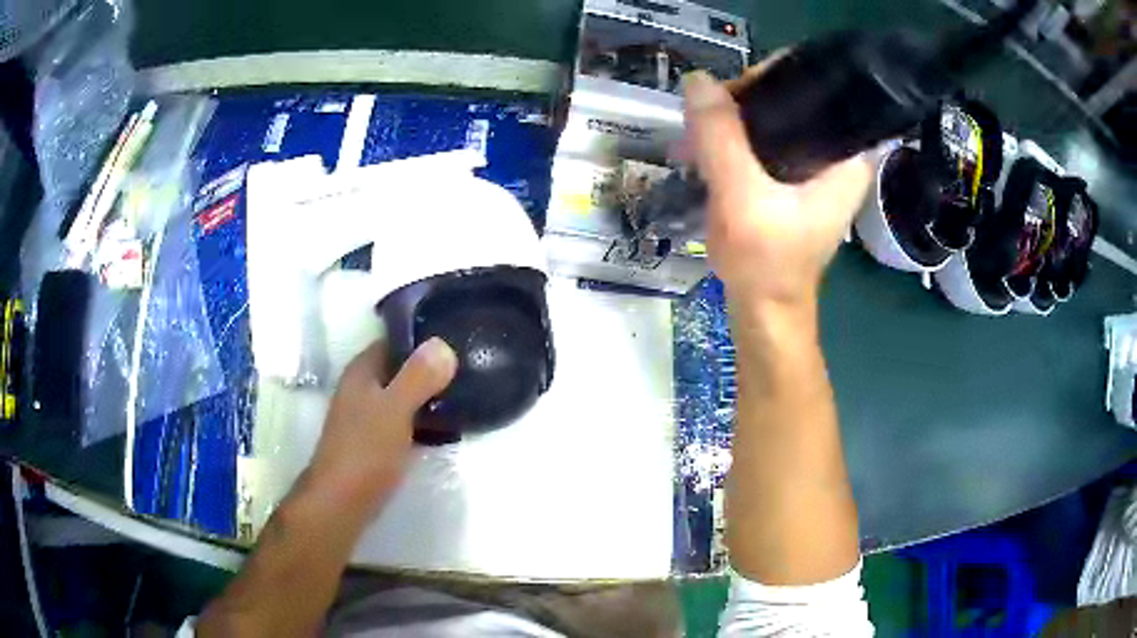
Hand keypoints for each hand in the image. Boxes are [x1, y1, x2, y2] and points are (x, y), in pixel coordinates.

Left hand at [303, 338, 457, 518]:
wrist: (342, 502)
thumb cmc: (365, 451)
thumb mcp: (395, 409)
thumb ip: (418, 377)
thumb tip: (443, 343)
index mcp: (362, 372)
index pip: (393, 341)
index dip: (422, 339)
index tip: (457, 338)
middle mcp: (362, 389)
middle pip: (399, 369)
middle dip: (429, 368)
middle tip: (469, 368)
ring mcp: (367, 417)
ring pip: (402, 395)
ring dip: (428, 395)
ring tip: (465, 393)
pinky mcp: (375, 442)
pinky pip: (404, 420)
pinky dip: (423, 419)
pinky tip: (446, 426)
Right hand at [681, 67, 871, 306]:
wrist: (764, 311)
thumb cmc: (765, 262)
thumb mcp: (740, 196)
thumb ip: (721, 136)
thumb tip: (697, 80)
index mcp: (846, 156)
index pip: (815, 87)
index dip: (767, 79)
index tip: (728, 98)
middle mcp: (838, 156)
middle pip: (790, 100)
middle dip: (742, 104)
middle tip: (705, 124)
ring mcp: (817, 169)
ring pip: (772, 120)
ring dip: (732, 124)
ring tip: (697, 141)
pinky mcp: (796, 181)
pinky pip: (764, 143)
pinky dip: (736, 142)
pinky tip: (707, 152)